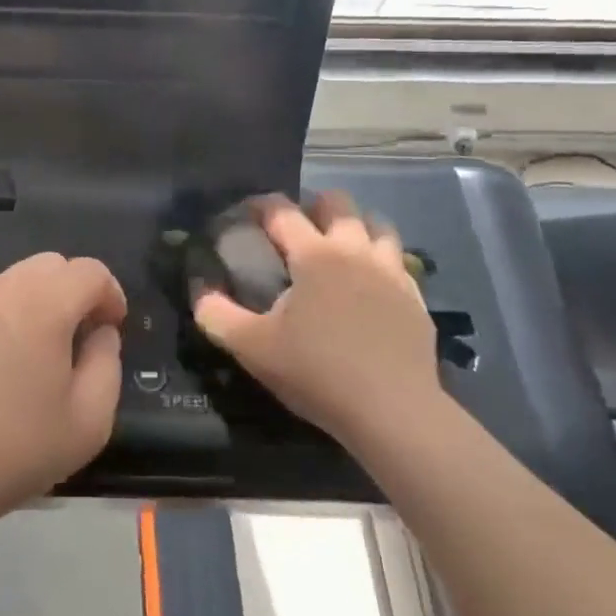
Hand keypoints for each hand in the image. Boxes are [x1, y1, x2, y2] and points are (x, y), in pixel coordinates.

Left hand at [0, 253, 126, 528]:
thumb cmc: (14, 448)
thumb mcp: (89, 422)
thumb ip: (107, 364)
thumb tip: (100, 333)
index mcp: (43, 304)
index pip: (89, 271)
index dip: (110, 295)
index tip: (112, 330)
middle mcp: (2, 289)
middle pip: (50, 265)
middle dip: (74, 291)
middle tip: (78, 338)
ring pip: (14, 280)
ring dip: (37, 302)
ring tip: (35, 354)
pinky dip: (1, 317)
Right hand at [193, 192, 439, 447]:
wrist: (395, 413)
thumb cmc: (318, 373)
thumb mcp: (253, 348)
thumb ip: (217, 315)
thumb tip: (199, 292)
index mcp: (314, 255)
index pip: (282, 211)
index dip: (260, 205)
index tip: (246, 214)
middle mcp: (354, 251)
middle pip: (338, 203)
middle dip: (314, 205)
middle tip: (297, 230)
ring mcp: (391, 272)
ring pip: (377, 224)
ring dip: (355, 226)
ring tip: (338, 247)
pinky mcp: (415, 298)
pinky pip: (399, 261)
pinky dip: (381, 259)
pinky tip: (370, 282)